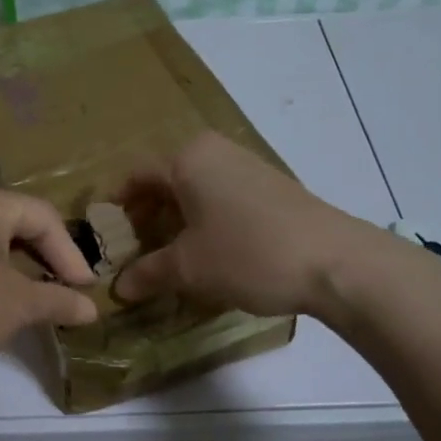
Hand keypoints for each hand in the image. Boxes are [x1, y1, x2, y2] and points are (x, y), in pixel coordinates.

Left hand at [0, 183, 97, 386]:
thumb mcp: (17, 306)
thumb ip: (58, 300)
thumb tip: (91, 310)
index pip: (41, 218)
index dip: (70, 254)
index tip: (85, 288)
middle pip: (14, 219)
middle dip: (45, 254)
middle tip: (66, 285)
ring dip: (17, 260)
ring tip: (37, 290)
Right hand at [114, 132, 375, 318]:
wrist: (335, 261)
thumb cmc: (247, 253)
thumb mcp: (188, 267)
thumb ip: (148, 273)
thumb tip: (118, 288)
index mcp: (188, 158)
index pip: (136, 176)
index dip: (117, 208)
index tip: (105, 238)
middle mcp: (215, 152)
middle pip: (166, 181)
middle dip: (147, 216)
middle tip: (135, 252)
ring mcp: (247, 166)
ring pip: (196, 190)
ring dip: (177, 221)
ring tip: (170, 257)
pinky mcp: (272, 187)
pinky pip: (222, 198)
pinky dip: (206, 221)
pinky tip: (210, 253)